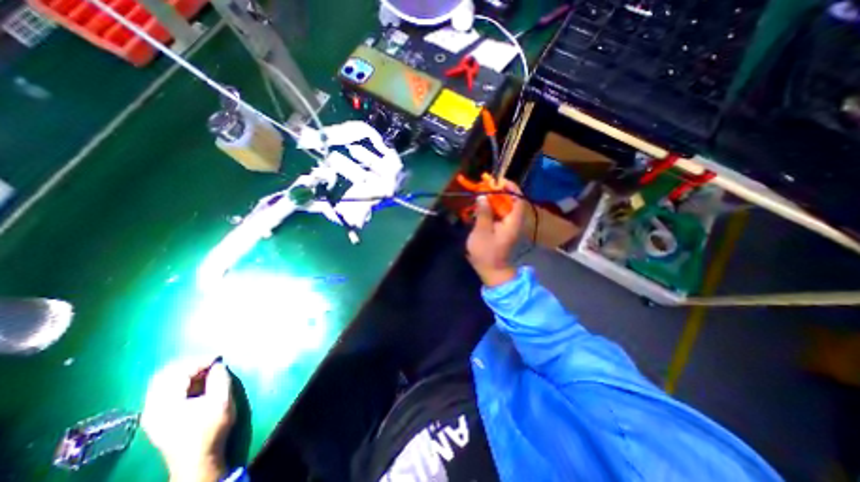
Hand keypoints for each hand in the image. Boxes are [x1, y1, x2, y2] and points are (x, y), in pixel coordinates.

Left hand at [141, 358, 233, 481]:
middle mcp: (153, 407)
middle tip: (211, 361)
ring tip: (207, 370)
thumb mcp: (221, 400)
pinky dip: (182, 381)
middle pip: (165, 375)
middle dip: (190, 364)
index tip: (219, 357)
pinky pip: (165, 390)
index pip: (179, 372)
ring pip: (164, 382)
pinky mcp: (158, 417)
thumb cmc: (211, 428)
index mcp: (166, 404)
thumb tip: (217, 364)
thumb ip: (219, 378)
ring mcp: (153, 413)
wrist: (198, 459)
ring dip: (186, 372)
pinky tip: (198, 382)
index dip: (200, 361)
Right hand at [469, 179, 522, 285]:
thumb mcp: (482, 232)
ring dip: (493, 199)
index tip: (497, 181)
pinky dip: (491, 208)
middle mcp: (513, 222)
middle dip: (498, 191)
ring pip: (504, 207)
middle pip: (510, 201)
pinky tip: (481, 207)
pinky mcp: (502, 230)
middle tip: (484, 186)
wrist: (492, 271)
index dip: (510, 188)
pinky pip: (499, 214)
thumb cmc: (487, 253)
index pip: (518, 200)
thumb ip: (484, 213)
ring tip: (481, 193)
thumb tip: (483, 196)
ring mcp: (508, 226)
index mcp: (513, 222)